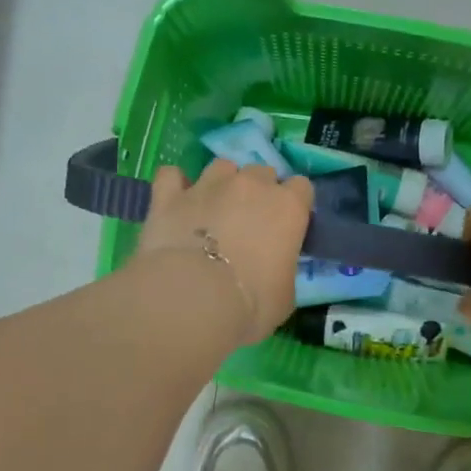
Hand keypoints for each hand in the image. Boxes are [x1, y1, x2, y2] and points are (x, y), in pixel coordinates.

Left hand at [134, 159, 312, 341]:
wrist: (193, 299)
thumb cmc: (251, 303)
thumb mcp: (285, 296)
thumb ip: (283, 270)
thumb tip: (273, 270)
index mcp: (288, 207)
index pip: (301, 187)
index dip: (294, 205)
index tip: (286, 226)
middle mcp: (251, 185)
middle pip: (262, 171)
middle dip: (258, 191)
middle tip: (249, 222)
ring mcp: (208, 184)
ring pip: (221, 167)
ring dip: (221, 183)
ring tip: (213, 209)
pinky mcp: (170, 194)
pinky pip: (172, 175)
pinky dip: (175, 185)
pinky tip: (175, 201)